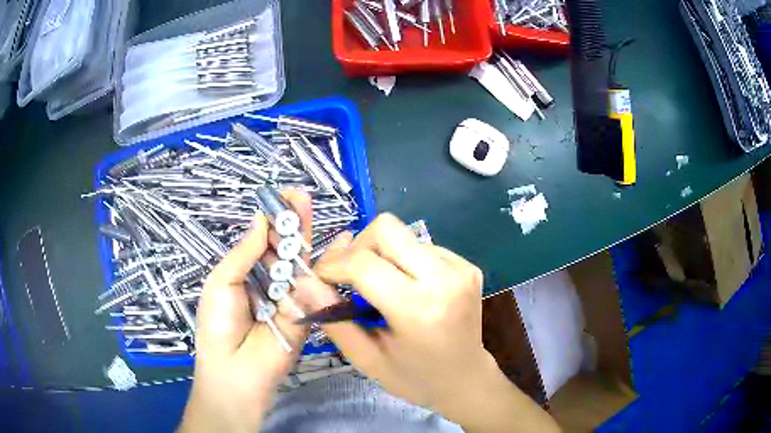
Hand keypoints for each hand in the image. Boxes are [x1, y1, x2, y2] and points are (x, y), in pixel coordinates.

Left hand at [180, 192, 312, 432]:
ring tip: (308, 205)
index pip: (262, 241)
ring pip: (300, 262)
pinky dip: (325, 264)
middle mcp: (268, 282)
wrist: (236, 370)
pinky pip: (316, 286)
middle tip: (299, 195)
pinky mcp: (308, 312)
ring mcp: (290, 297)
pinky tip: (337, 241)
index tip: (279, 195)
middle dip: (290, 221)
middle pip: (283, 248)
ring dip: (305, 235)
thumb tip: (261, 220)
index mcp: (245, 274)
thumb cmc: (219, 325)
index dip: (270, 219)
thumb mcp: (222, 282)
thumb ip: (244, 252)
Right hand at [310, 214, 495, 411]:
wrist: (466, 379)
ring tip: (382, 288)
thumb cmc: (414, 377)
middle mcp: (444, 279)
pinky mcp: (468, 265)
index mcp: (417, 309)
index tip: (322, 279)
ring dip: (382, 255)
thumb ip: (333, 319)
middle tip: (351, 277)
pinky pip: (423, 246)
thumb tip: (304, 281)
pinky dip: (405, 261)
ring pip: (403, 234)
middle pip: (386, 228)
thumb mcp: (367, 358)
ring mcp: (460, 268)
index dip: (333, 265)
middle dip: (358, 248)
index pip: (362, 263)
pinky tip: (408, 288)